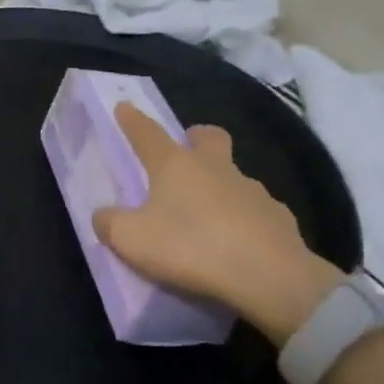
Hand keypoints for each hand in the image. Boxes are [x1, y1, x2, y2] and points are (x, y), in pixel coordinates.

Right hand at [94, 103, 342, 346]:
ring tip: (208, 216)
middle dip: (196, 138)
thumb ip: (110, 223)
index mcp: (176, 165)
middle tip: (185, 153)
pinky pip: (256, 210)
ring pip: (234, 175)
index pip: (148, 134)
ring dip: (220, 185)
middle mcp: (215, 168)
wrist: (269, 276)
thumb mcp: (132, 240)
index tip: (124, 107)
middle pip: (208, 137)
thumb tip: (104, 215)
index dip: (133, 121)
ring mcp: (252, 189)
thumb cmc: (190, 247)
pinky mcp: (278, 217)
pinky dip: (244, 219)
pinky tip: (238, 242)